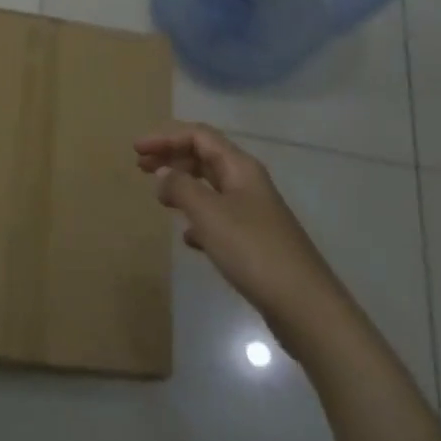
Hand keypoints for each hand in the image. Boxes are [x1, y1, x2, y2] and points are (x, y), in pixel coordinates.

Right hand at [134, 122, 330, 331]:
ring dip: (183, 184)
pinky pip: (218, 217)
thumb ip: (181, 188)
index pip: (199, 136)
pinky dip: (198, 218)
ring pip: (211, 186)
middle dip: (172, 156)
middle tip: (140, 166)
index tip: (136, 149)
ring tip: (159, 197)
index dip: (165, 137)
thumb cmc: (253, 250)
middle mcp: (247, 182)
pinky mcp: (253, 240)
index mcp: (240, 167)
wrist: (304, 305)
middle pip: (204, 156)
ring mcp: (253, 212)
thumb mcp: (209, 214)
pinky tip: (188, 238)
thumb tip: (163, 176)